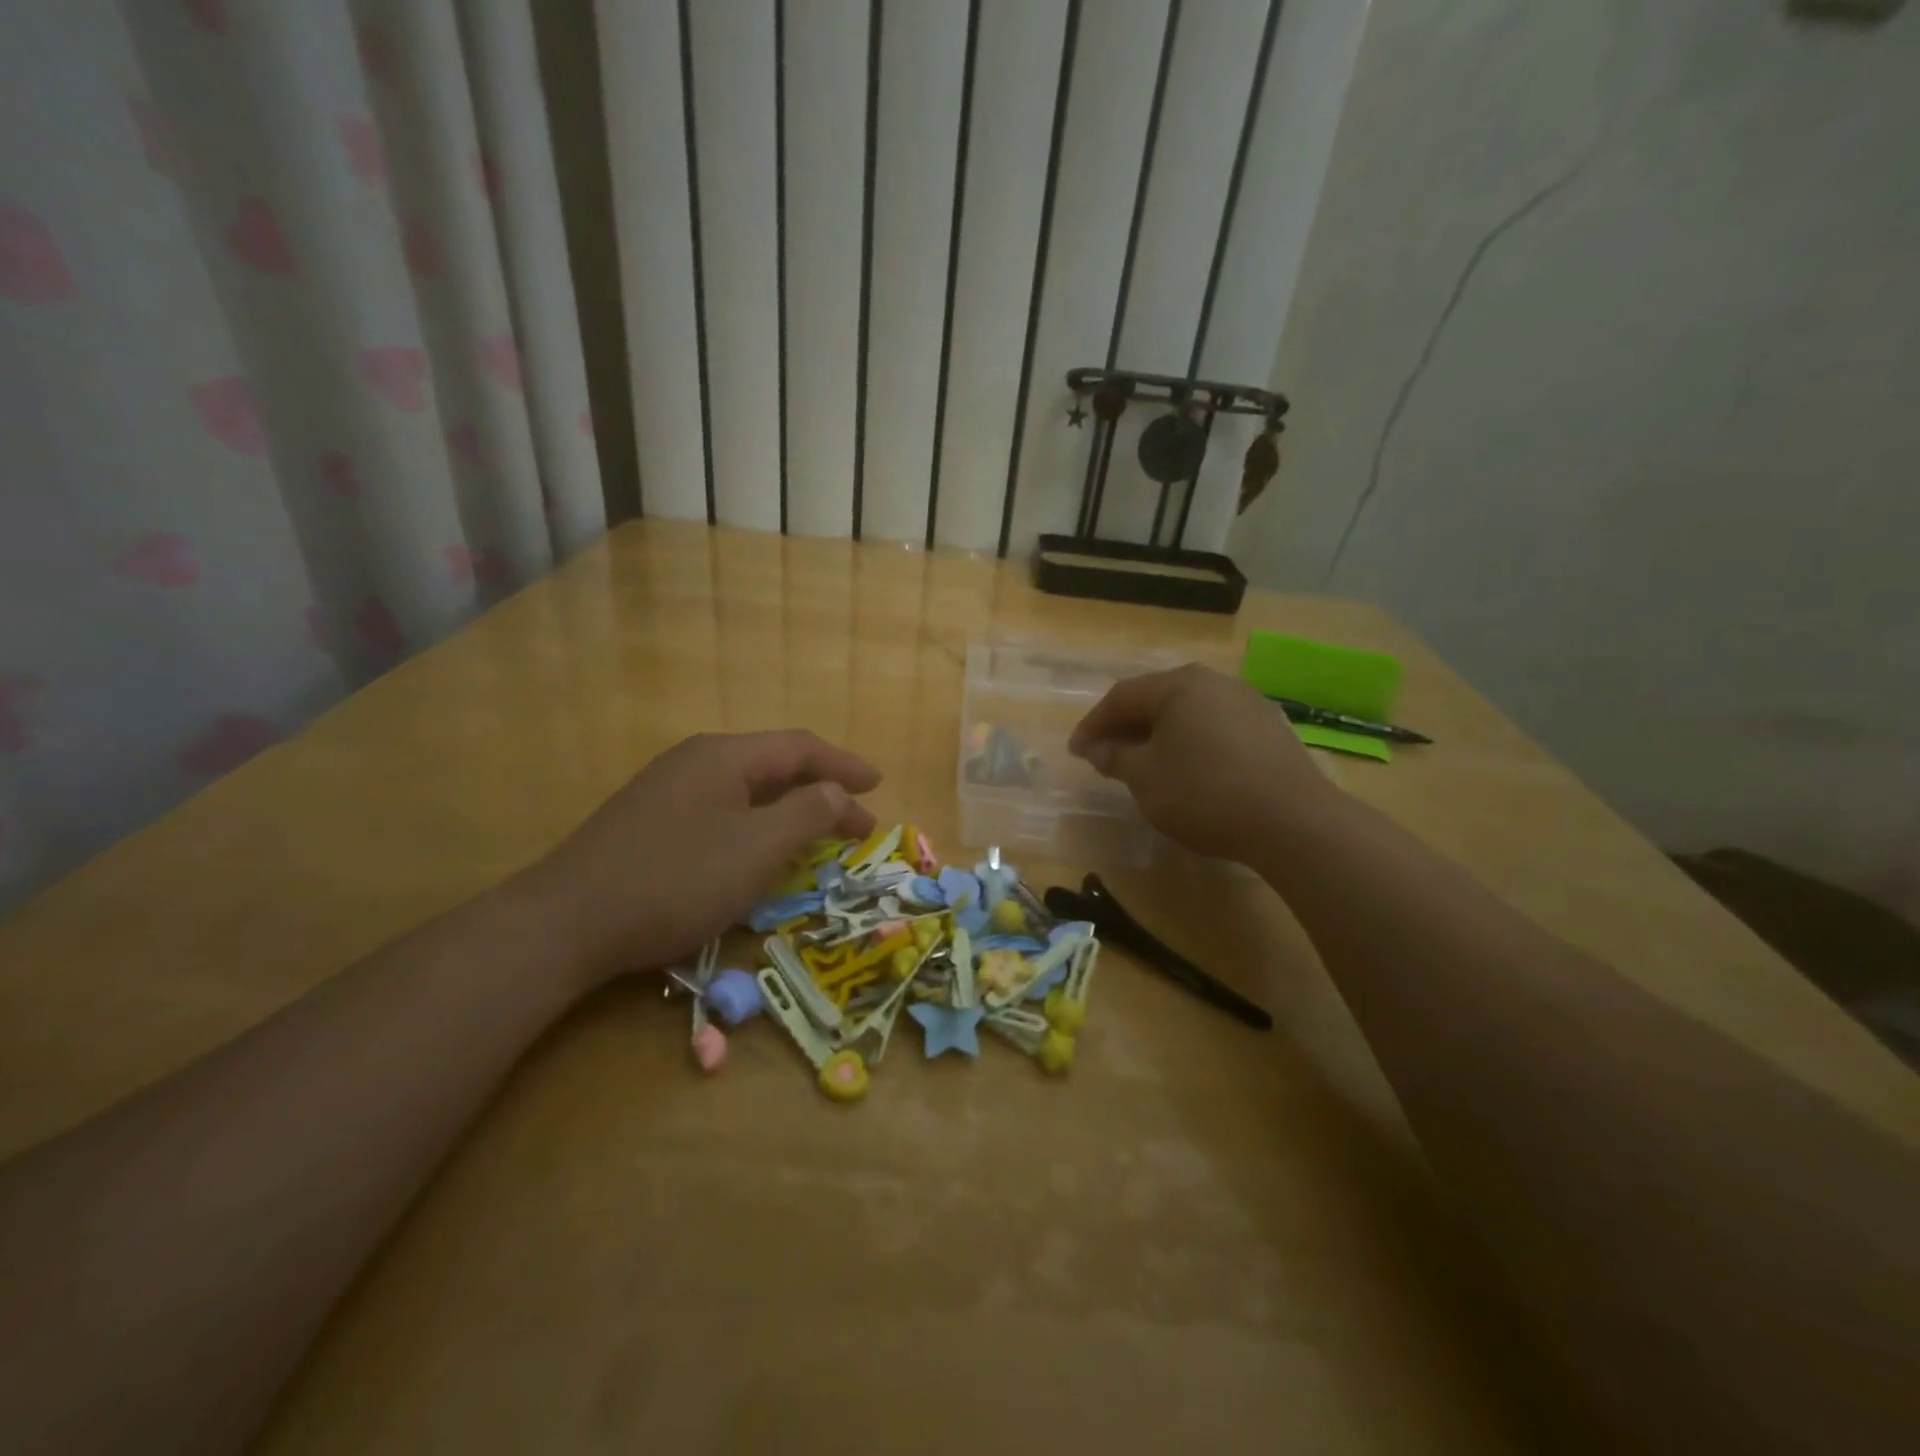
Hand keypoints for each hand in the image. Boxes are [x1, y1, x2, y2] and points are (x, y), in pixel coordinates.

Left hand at [525, 730, 879, 985]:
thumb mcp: (757, 848)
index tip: (878, 786)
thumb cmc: (676, 880)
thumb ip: (807, 814)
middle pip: (773, 765)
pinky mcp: (649, 822)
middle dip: (820, 791)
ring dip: (788, 810)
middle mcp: (695, 761)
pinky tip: (757, 850)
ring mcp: (667, 790)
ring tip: (816, 834)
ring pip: (746, 791)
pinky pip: (721, 812)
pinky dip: (755, 826)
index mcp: (724, 756)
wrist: (566, 923)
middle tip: (856, 821)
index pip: (800, 748)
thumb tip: (836, 792)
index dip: (844, 765)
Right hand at [1068, 664, 1341, 862]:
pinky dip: (1191, 744)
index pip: (1122, 697)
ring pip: (1188, 714)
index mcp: (1180, 685)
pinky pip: (1215, 728)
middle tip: (1104, 755)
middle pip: (1157, 699)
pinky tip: (1188, 770)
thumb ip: (1116, 758)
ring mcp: (1249, 704)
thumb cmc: (1204, 792)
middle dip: (1126, 727)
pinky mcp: (1271, 730)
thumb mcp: (1146, 778)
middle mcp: (1215, 683)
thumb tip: (1098, 748)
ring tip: (1143, 764)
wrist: (1292, 821)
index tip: (1075, 751)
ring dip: (1159, 735)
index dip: (1093, 724)